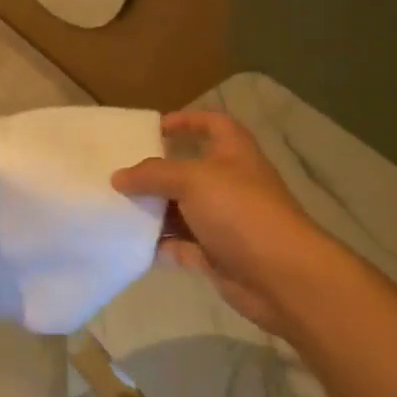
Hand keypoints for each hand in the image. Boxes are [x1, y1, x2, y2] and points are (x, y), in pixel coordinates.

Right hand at [112, 111, 329, 338]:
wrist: (281, 276)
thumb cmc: (240, 212)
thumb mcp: (193, 180)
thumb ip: (153, 174)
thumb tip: (118, 177)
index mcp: (234, 154)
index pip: (213, 125)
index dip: (187, 121)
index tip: (155, 128)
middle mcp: (230, 184)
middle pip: (189, 171)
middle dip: (157, 172)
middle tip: (119, 173)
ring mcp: (224, 221)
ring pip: (181, 210)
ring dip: (153, 211)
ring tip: (115, 207)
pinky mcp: (217, 254)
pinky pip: (181, 245)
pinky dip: (160, 245)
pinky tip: (131, 242)